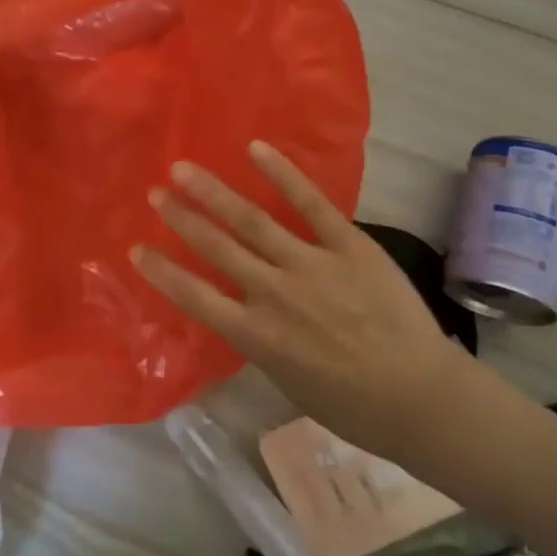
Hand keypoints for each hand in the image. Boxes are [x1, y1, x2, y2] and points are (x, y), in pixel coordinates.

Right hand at [132, 142, 467, 461]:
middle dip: (181, 218)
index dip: (162, 271)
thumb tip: (245, 311)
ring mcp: (311, 265)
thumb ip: (261, 340)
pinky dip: (282, 174)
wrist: (420, 398)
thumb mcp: (289, 381)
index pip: (194, 296)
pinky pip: (310, 203)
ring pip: (251, 221)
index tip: (136, 249)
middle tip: (154, 192)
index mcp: (256, 336)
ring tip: (184, 169)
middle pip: (216, 248)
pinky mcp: (348, 245)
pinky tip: (256, 150)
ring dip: (213, 192)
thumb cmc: (352, 405)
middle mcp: (274, 294)